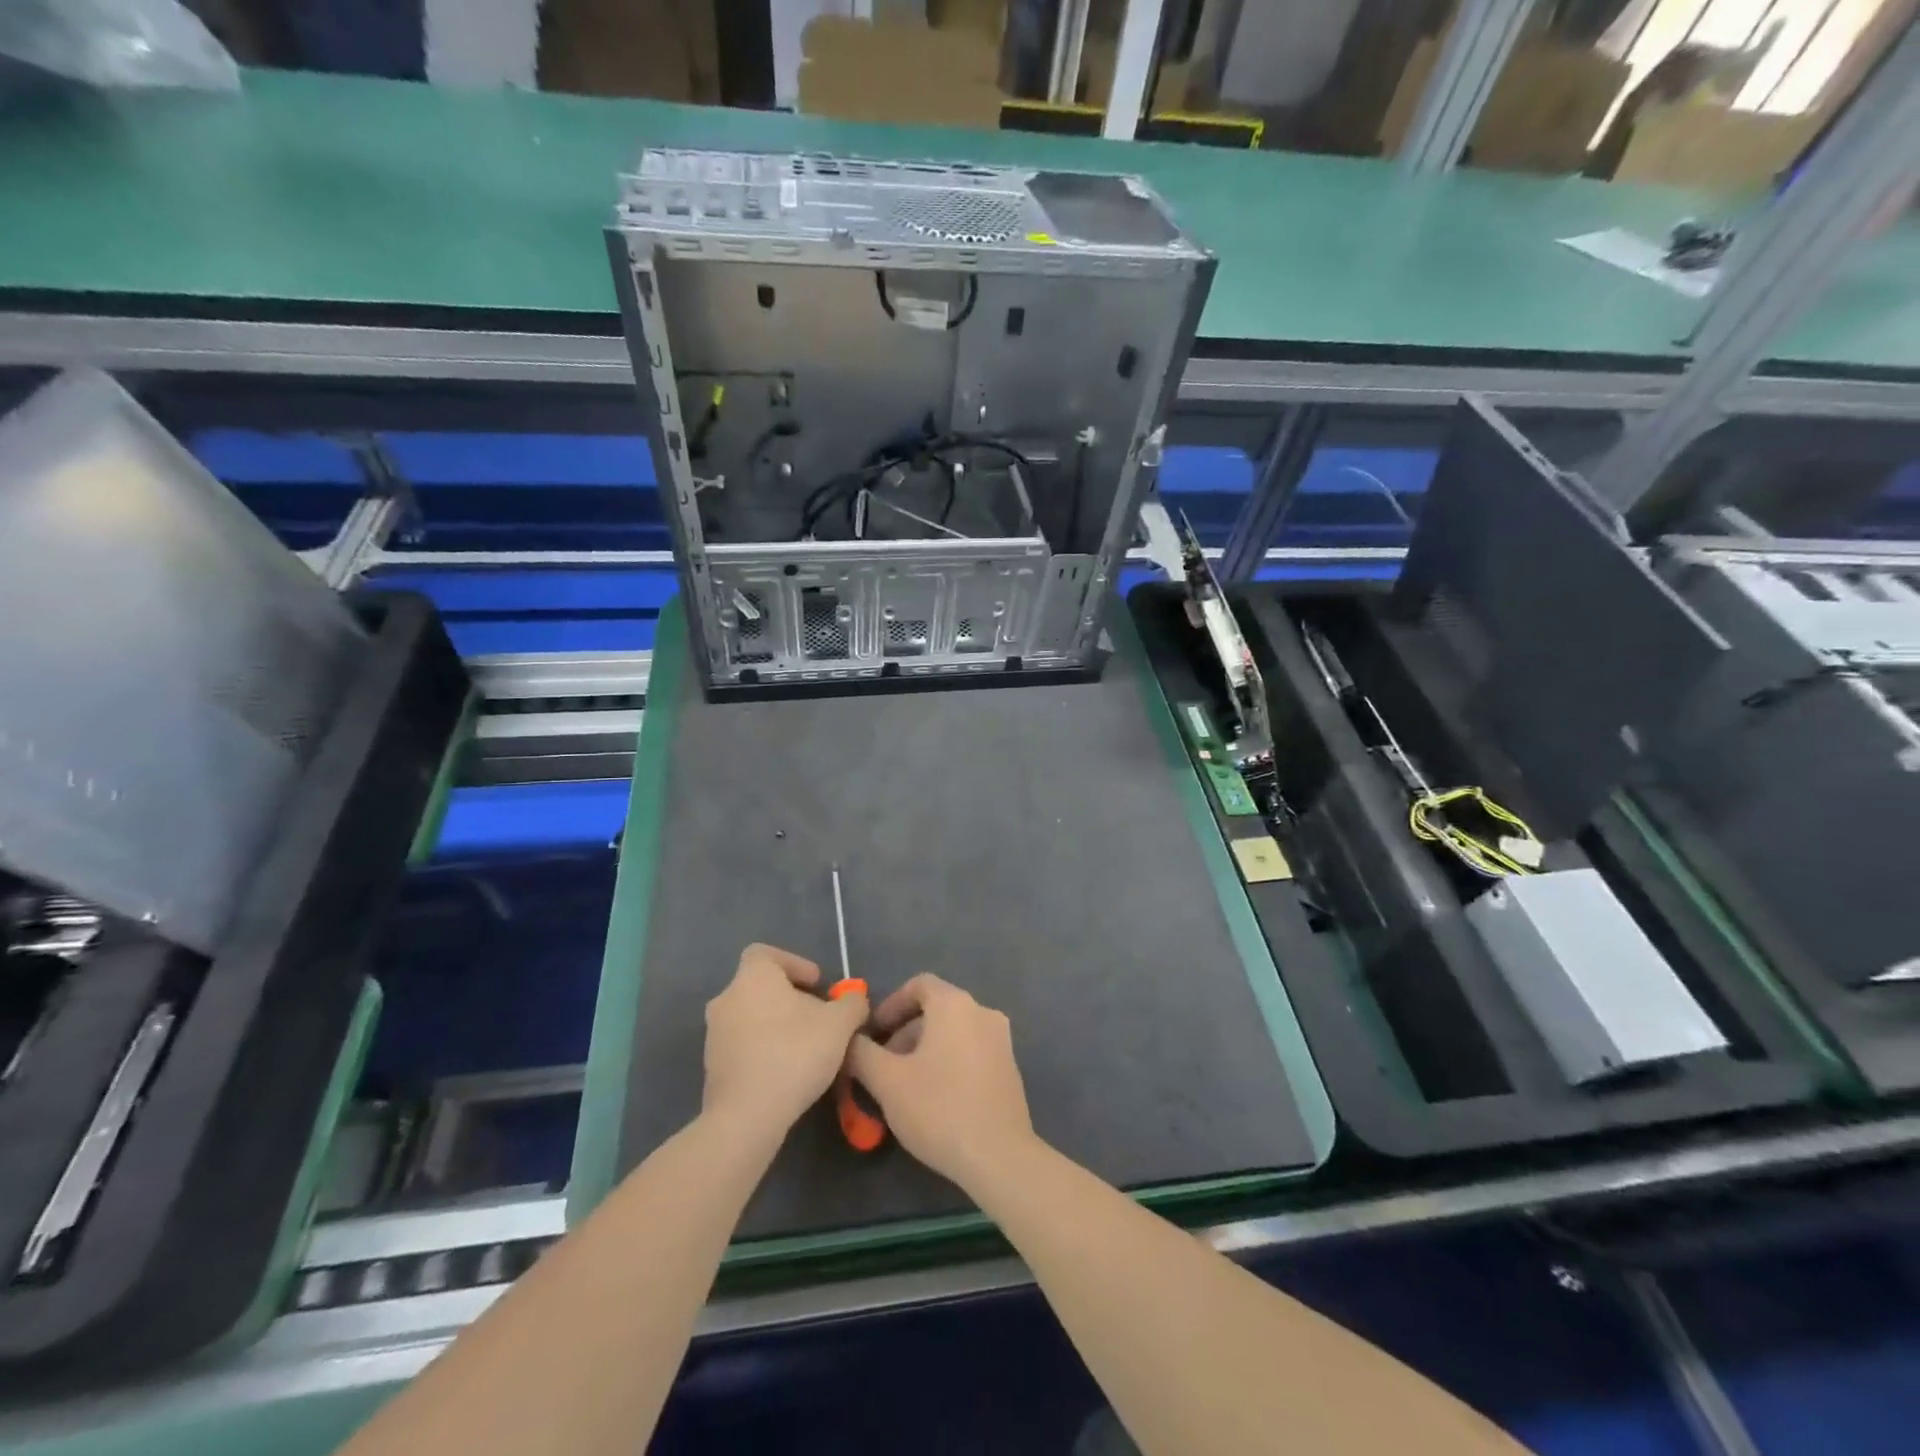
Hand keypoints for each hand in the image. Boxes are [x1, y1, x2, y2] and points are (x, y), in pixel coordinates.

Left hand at [702, 943, 867, 1138]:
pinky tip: (787, 1070)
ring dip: (777, 1024)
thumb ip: (852, 1004)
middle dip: (790, 998)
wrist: (747, 1116)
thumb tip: (854, 1001)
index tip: (816, 984)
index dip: (794, 963)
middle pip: (761, 987)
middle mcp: (727, 998)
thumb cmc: (794, 1053)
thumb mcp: (840, 1024)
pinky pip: (742, 1045)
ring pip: (751, 1016)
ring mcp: (715, 1034)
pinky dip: (763, 1049)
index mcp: (753, 977)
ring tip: (806, 1047)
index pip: (765, 954)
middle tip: (818, 1017)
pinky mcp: (711, 1066)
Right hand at [849, 974, 1034, 1190]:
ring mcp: (1000, 1039)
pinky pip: (970, 1050)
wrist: (999, 1156)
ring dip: (924, 1049)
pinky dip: (947, 1061)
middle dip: (904, 1032)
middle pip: (935, 1009)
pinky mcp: (1009, 1067)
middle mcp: (982, 1011)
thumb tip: (848, 1041)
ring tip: (903, 1086)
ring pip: (952, 1032)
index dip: (890, 1005)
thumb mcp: (887, 1082)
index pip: (919, 985)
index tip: (871, 1034)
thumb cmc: (939, 1109)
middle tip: (881, 1066)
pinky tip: (933, 1098)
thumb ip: (861, 1054)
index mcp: (955, 1004)